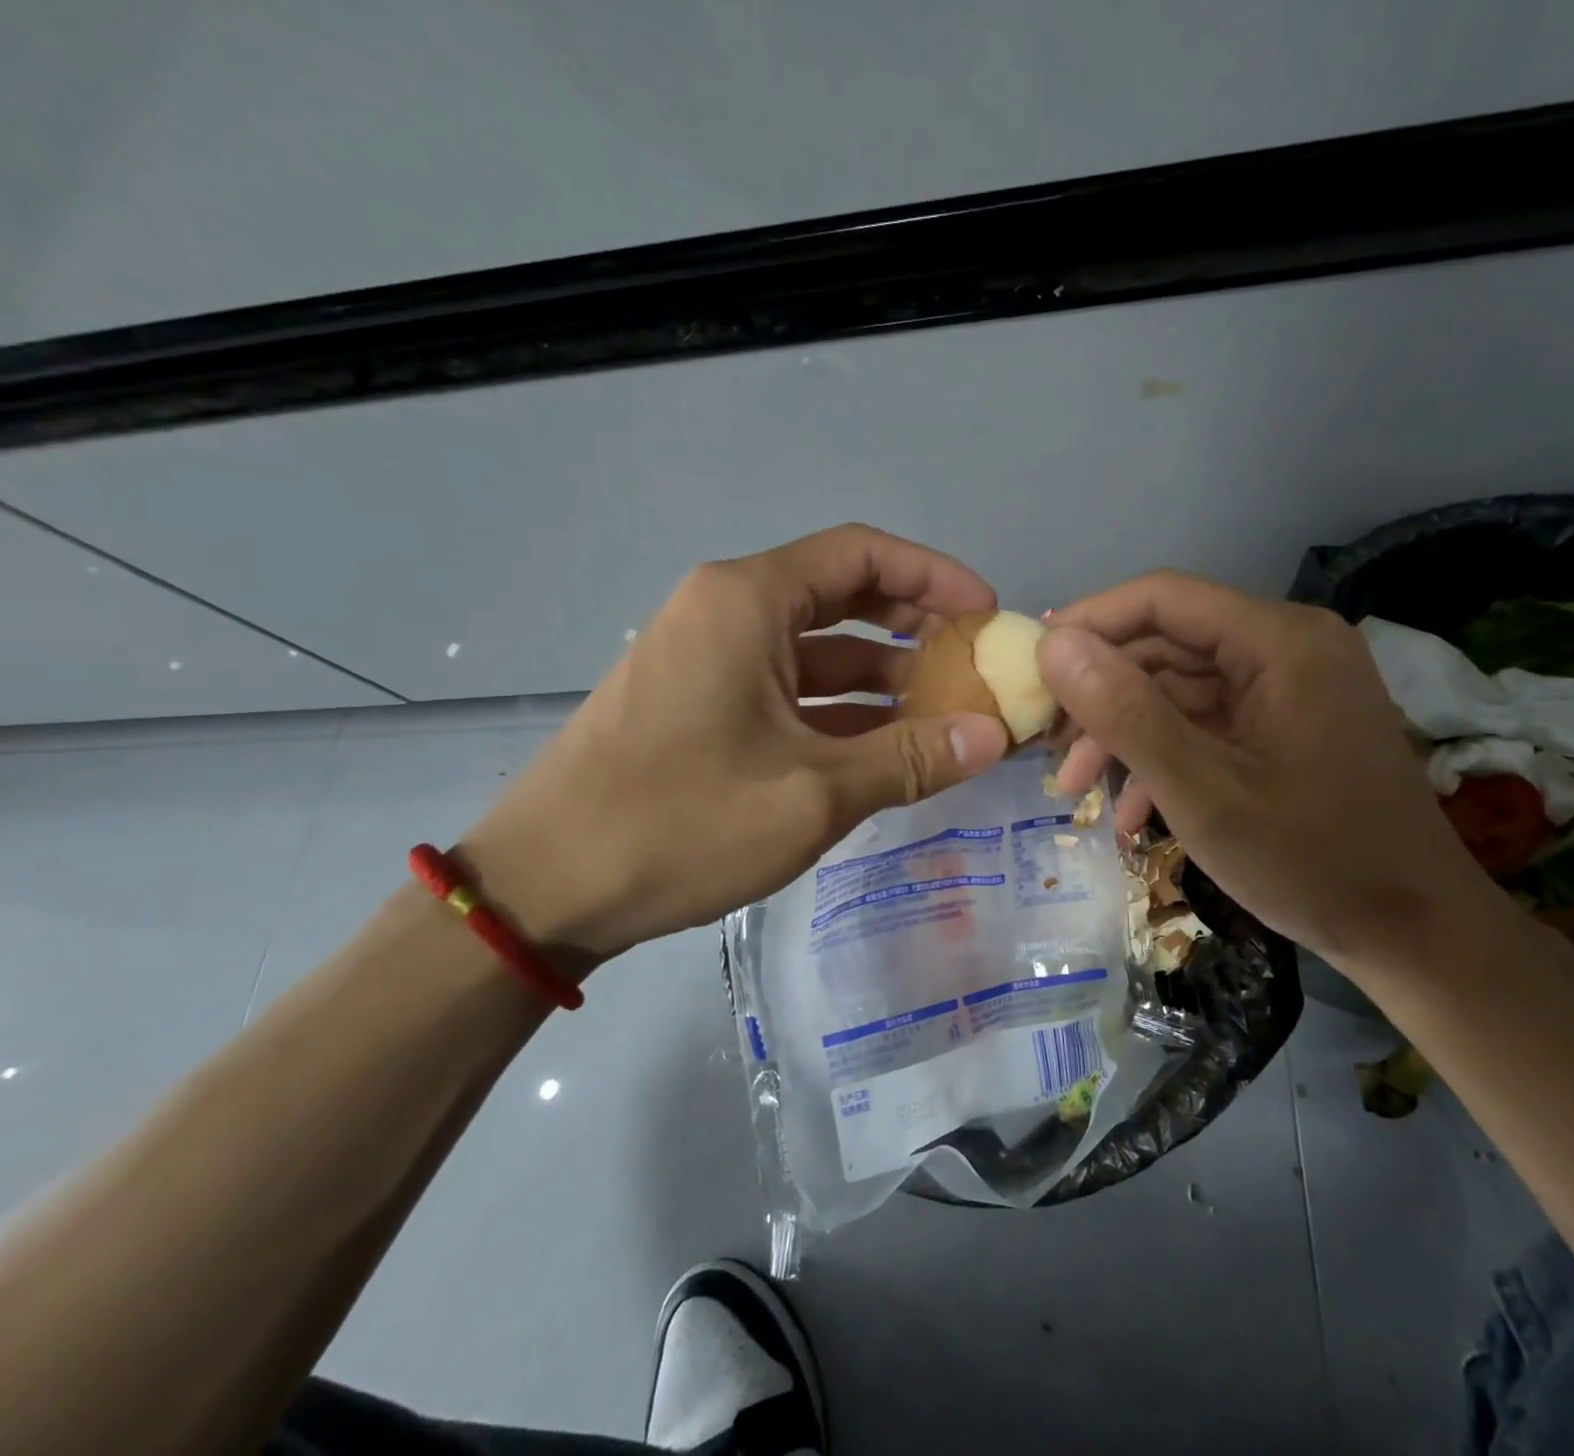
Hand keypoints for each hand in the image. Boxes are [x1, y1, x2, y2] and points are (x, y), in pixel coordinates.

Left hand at [458, 525, 1009, 965]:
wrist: (543, 887)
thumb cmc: (678, 823)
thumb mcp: (813, 794)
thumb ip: (909, 759)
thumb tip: (994, 738)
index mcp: (748, 602)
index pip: (861, 554)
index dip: (934, 576)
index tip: (986, 615)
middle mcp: (727, 613)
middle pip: (842, 596)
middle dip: (915, 627)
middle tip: (973, 667)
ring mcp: (710, 660)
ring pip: (817, 650)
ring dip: (882, 677)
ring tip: (944, 714)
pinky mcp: (701, 705)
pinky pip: (789, 690)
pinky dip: (840, 711)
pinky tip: (884, 747)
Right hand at [1038, 572, 1510, 968]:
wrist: (1414, 934)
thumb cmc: (1311, 860)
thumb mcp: (1202, 792)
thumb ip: (1125, 712)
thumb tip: (1054, 644)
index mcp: (1279, 641)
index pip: (1163, 598)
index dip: (1090, 623)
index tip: (1032, 666)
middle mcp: (1288, 647)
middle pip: (1168, 644)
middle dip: (1101, 696)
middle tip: (1048, 746)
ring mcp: (1290, 688)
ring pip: (1180, 689)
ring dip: (1124, 734)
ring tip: (1076, 790)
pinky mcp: (1287, 725)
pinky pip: (1207, 723)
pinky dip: (1163, 756)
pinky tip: (1130, 811)